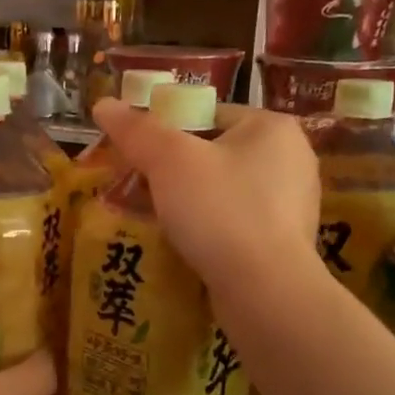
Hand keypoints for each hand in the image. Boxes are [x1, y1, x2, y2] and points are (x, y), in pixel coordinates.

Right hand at [90, 98, 320, 291]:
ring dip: (188, 203)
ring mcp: (292, 205)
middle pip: (215, 154)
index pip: (208, 113)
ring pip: (223, 192)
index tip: (136, 155)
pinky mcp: (285, 244)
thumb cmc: (220, 210)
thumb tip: (102, 104)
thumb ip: (136, 130)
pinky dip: (209, 230)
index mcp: (272, 127)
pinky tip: (185, 245)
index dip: (166, 131)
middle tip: (137, 189)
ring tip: (154, 218)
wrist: (265, 291)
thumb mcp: (169, 161)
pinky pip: (235, 224)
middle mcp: (292, 160)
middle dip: (173, 171)